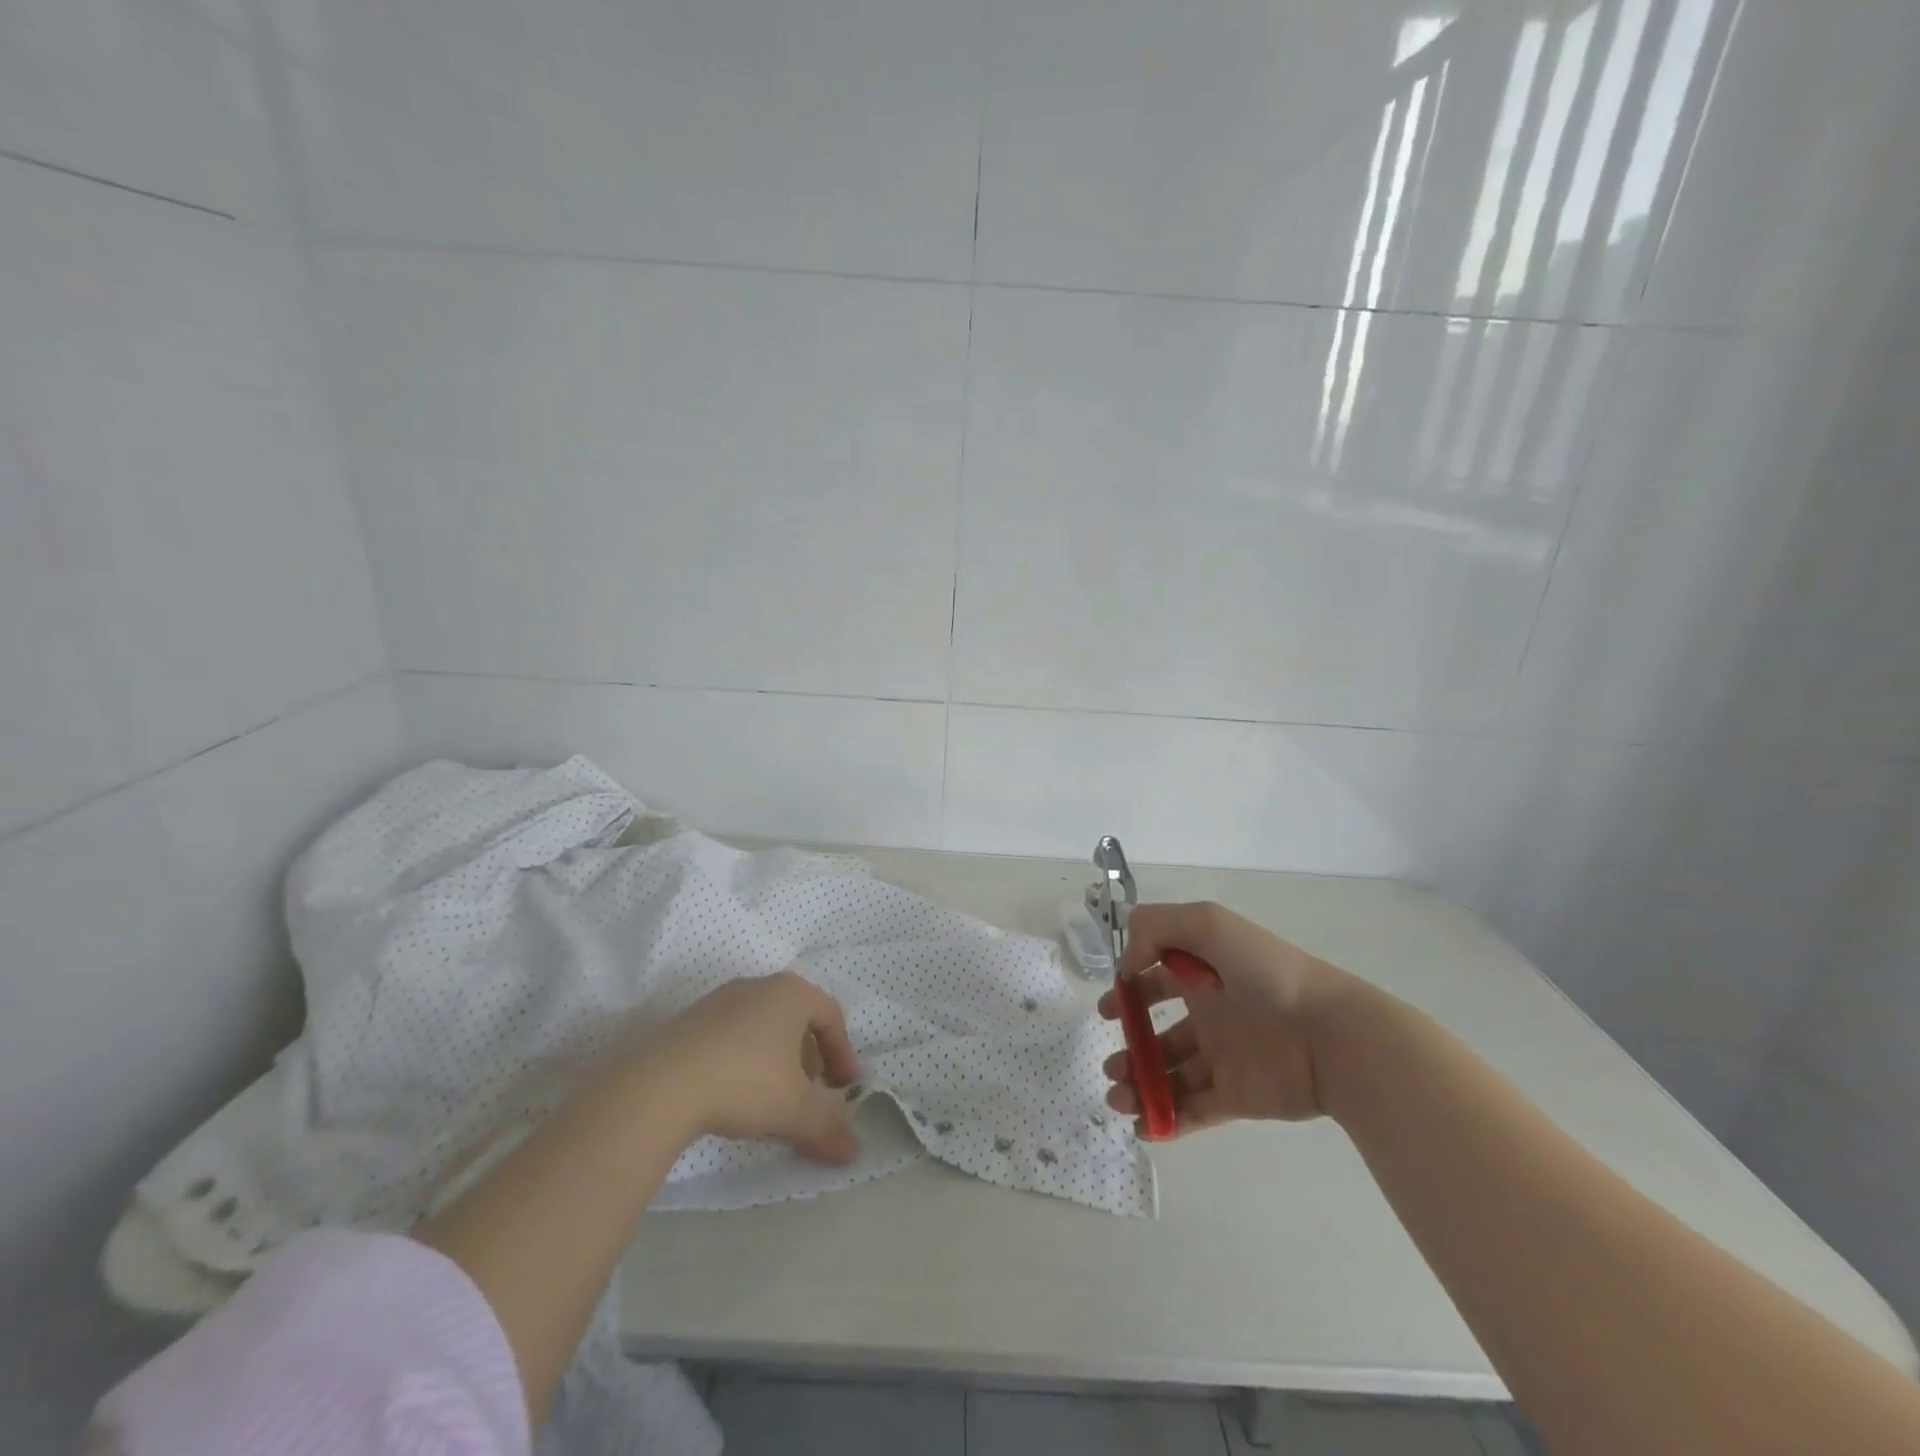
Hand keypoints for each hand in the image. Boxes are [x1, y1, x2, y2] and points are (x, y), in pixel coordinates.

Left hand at [646, 972, 860, 1163]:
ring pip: (763, 1028)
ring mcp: (720, 1000)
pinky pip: (731, 1036)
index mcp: (791, 992)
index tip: (843, 1088)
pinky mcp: (689, 1020)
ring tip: (771, 1101)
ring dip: (776, 1062)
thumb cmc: (745, 1082)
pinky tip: (733, 1096)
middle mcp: (758, 986)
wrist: (660, 1086)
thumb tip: (853, 1152)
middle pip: (796, 1020)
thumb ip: (828, 1128)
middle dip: (808, 1060)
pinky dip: (744, 1061)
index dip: (843, 1054)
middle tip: (809, 1095)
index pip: (831, 1016)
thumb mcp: (795, 1110)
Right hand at [1098, 901, 1353, 1136]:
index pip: (1157, 978)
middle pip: (1158, 1032)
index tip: (1110, 1007)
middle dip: (1129, 1046)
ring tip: (1119, 1098)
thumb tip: (1128, 966)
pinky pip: (1195, 1111)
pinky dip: (1166, 1120)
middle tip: (1110, 1065)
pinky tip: (1143, 1125)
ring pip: (1170, 1074)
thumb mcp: (1208, 923)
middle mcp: (1210, 1013)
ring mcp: (1223, 1057)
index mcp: (1203, 972)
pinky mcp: (1237, 1096)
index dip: (1129, 990)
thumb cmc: (1267, 973)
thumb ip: (1156, 927)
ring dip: (1139, 1085)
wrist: (1331, 1035)